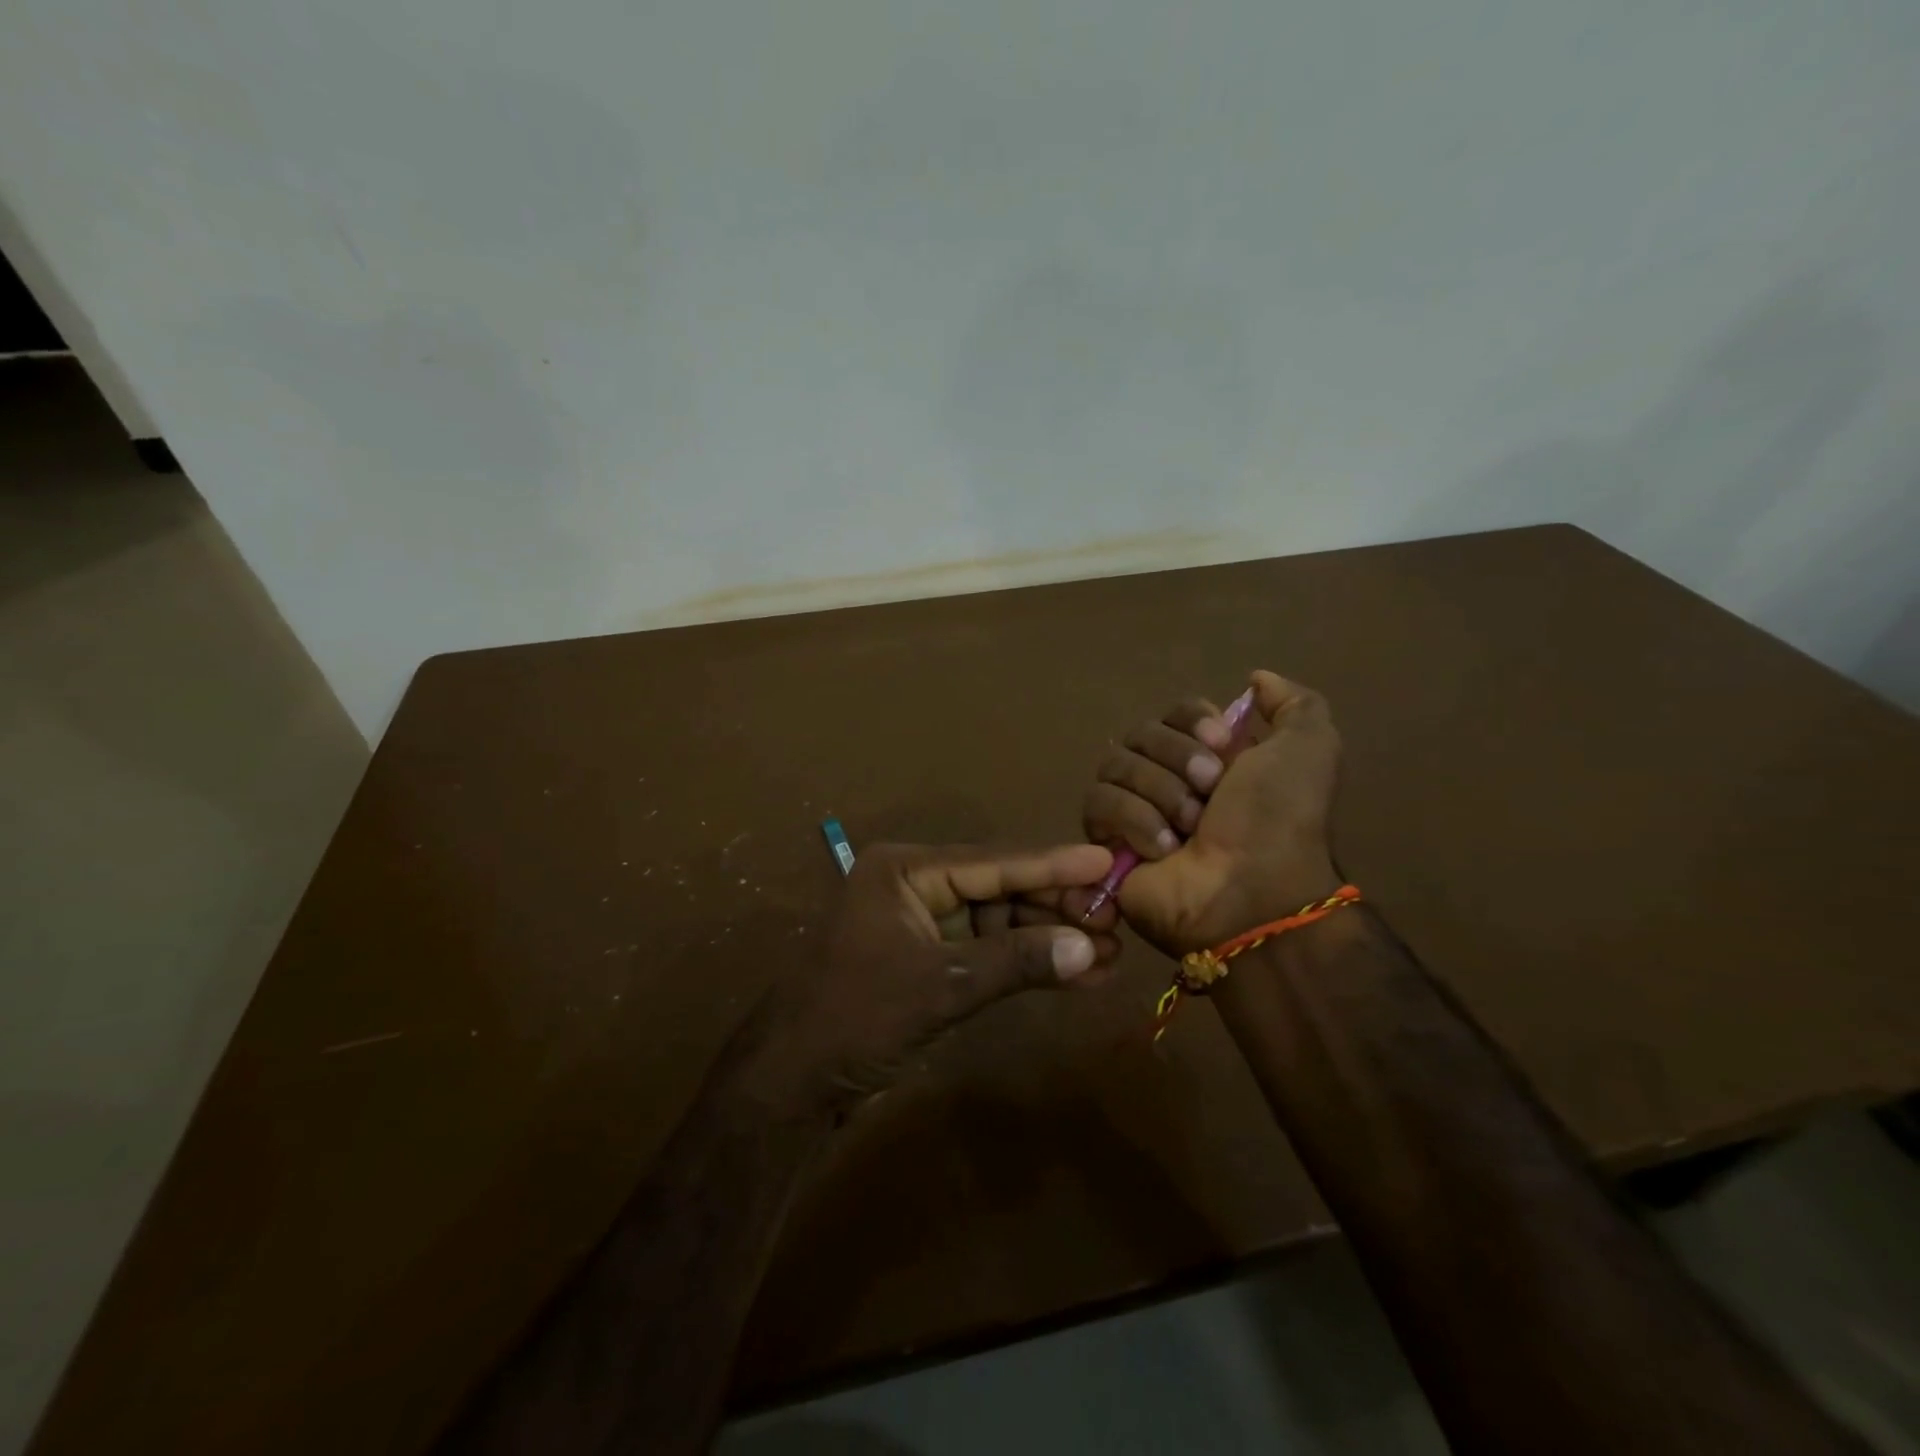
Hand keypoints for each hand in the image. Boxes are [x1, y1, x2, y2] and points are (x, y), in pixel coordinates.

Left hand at [749, 843, 1122, 1112]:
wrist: (790, 1083)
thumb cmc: (855, 1017)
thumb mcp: (940, 985)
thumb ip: (1015, 961)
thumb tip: (1089, 948)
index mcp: (905, 870)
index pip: (992, 861)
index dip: (1052, 864)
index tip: (1105, 859)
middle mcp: (916, 886)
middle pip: (1000, 888)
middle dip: (1056, 907)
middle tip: (1116, 919)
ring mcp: (923, 924)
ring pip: (999, 922)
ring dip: (1049, 939)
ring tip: (1109, 953)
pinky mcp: (930, 961)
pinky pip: (988, 953)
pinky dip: (1026, 964)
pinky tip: (1076, 974)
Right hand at [1082, 670, 1341, 955]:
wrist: (1252, 891)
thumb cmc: (1280, 820)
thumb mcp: (1311, 750)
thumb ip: (1294, 705)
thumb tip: (1256, 678)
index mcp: (1211, 756)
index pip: (1175, 711)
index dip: (1193, 722)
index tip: (1223, 745)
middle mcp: (1168, 777)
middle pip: (1140, 734)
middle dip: (1177, 760)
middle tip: (1210, 793)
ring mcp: (1134, 809)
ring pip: (1115, 765)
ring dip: (1159, 792)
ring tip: (1188, 828)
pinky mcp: (1106, 840)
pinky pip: (1098, 803)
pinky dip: (1133, 820)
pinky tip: (1162, 848)